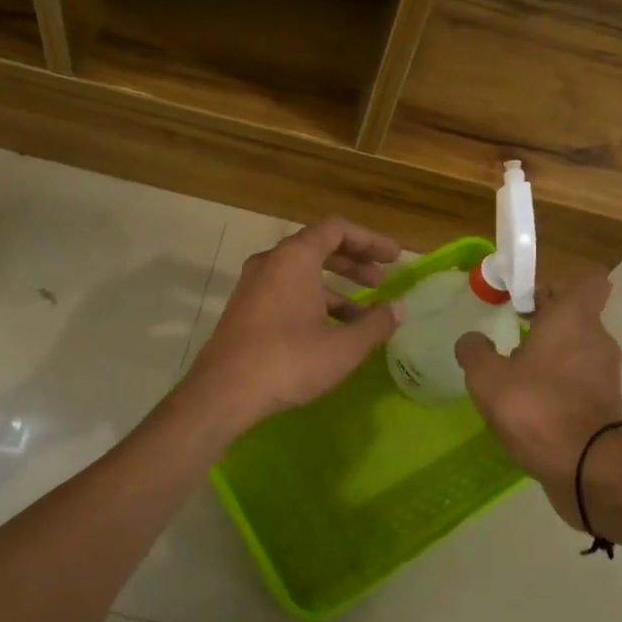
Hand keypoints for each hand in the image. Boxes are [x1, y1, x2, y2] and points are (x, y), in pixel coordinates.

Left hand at [186, 218, 405, 431]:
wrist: (223, 392)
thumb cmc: (288, 361)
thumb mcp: (343, 346)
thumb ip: (375, 324)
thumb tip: (398, 309)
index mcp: (294, 258)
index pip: (337, 229)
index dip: (370, 240)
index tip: (395, 258)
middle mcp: (271, 262)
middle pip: (319, 248)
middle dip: (354, 262)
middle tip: (381, 280)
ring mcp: (253, 285)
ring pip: (301, 274)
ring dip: (335, 287)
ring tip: (363, 314)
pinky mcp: (245, 309)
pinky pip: (285, 292)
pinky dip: (312, 301)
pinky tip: (331, 331)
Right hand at [456, 275, 621, 522]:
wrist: (588, 468)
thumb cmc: (536, 408)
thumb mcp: (487, 378)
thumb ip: (474, 352)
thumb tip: (471, 340)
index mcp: (572, 318)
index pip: (586, 281)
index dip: (556, 286)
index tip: (526, 300)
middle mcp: (596, 338)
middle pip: (575, 316)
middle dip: (545, 323)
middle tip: (510, 337)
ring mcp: (605, 373)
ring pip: (576, 350)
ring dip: (551, 357)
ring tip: (516, 377)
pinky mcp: (607, 404)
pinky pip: (579, 381)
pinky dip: (559, 386)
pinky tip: (531, 406)